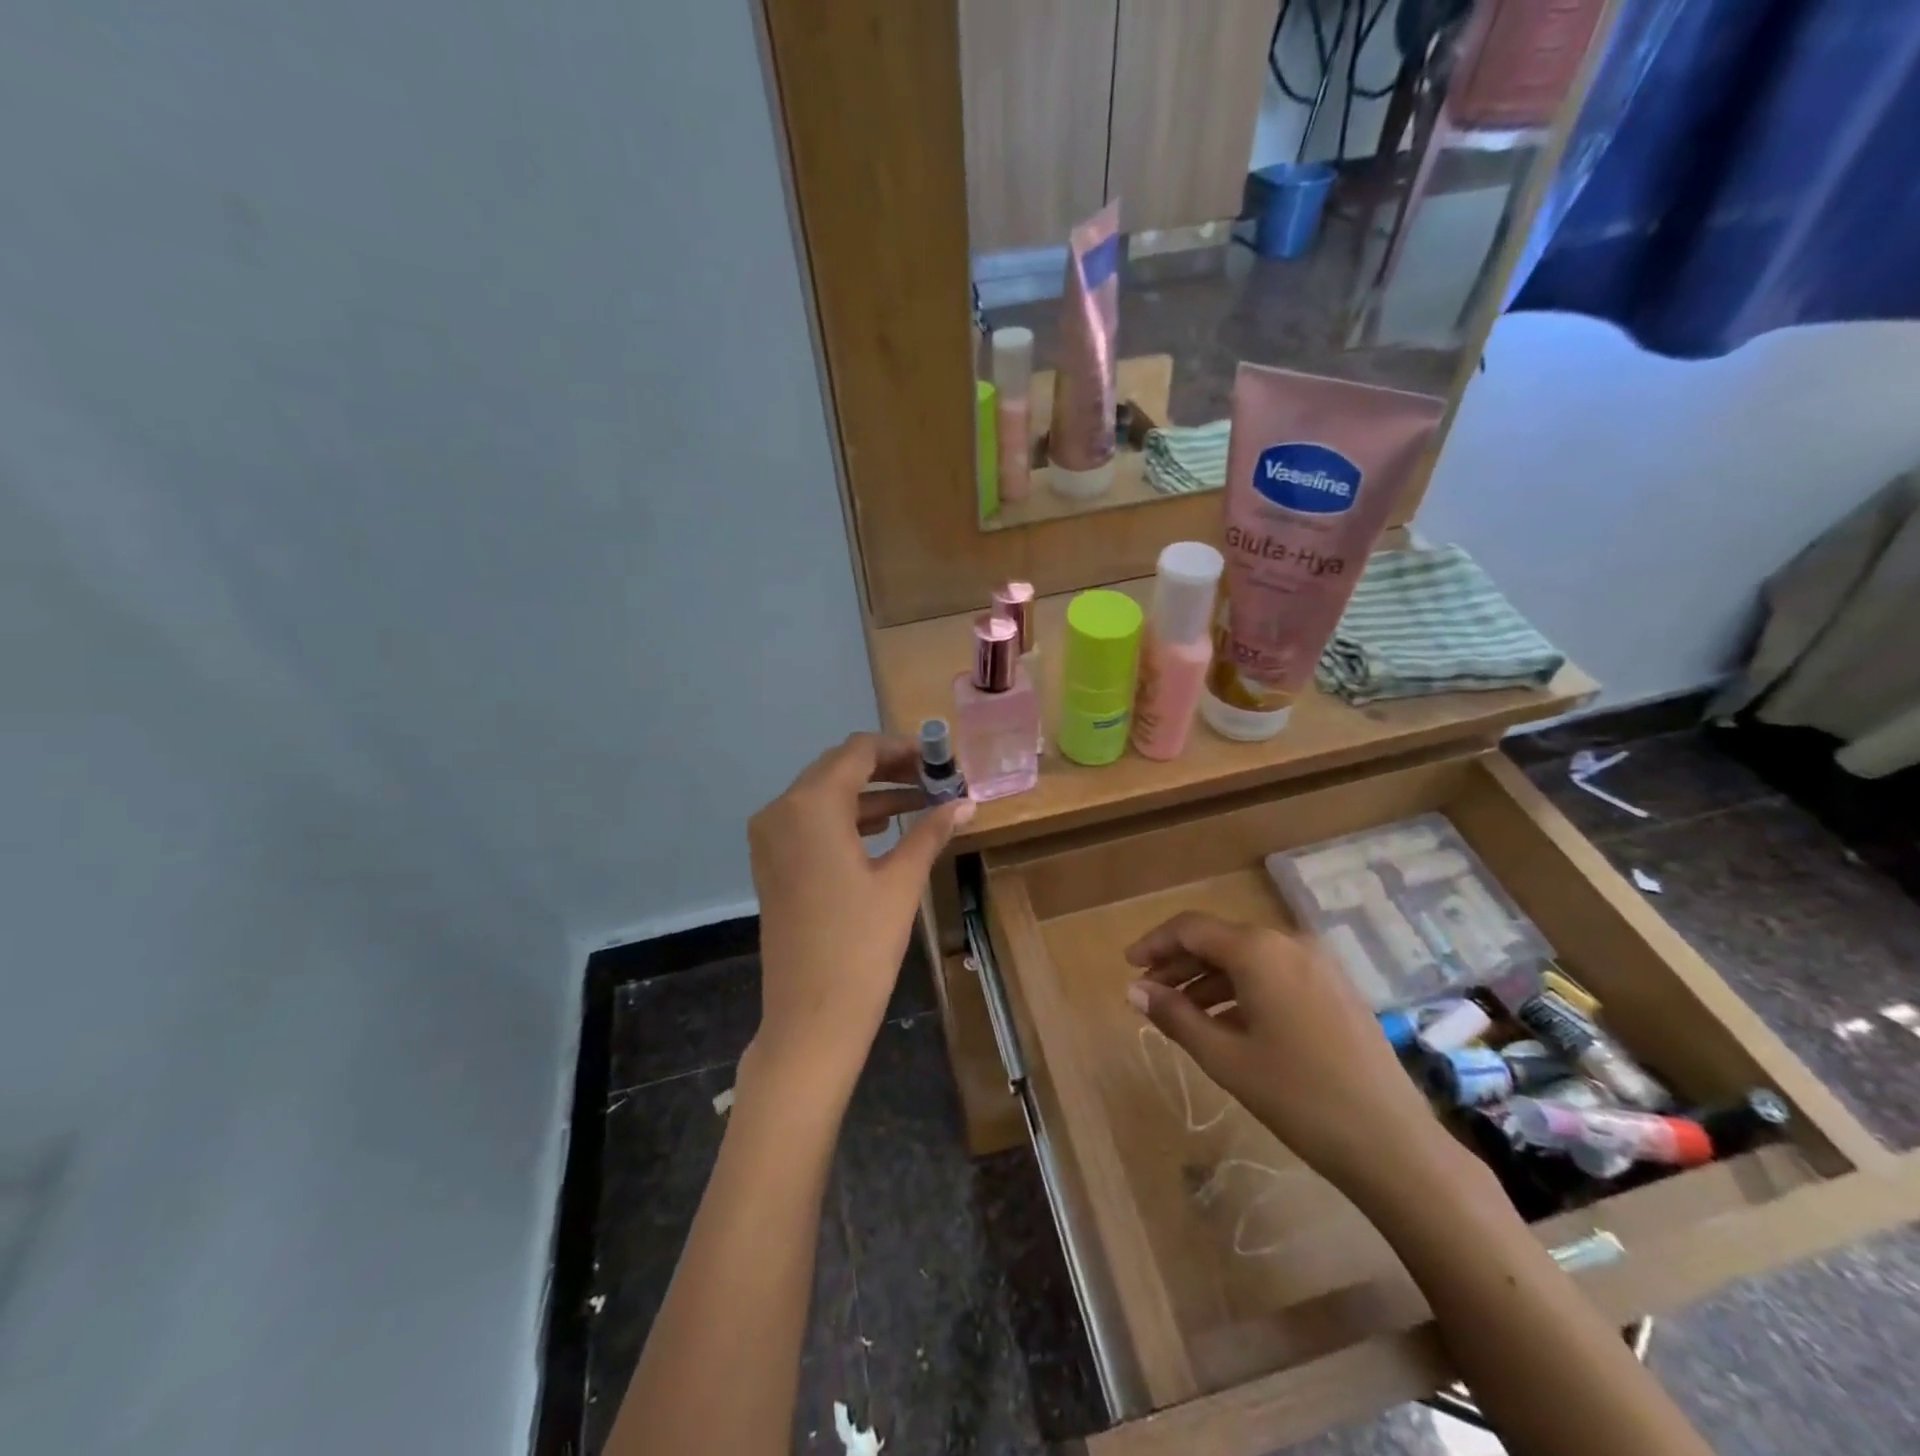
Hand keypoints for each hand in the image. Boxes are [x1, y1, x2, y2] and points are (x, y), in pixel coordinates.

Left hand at [747, 733, 973, 1095]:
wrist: (811, 1016)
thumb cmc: (860, 945)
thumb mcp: (901, 882)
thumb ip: (931, 832)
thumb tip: (967, 803)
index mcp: (811, 806)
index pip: (858, 752)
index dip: (901, 748)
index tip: (938, 757)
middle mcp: (781, 810)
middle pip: (838, 768)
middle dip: (888, 768)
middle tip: (934, 777)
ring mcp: (770, 838)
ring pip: (824, 795)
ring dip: (870, 793)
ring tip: (921, 801)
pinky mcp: (772, 863)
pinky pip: (811, 822)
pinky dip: (848, 818)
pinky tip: (886, 828)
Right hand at [1125, 912, 1445, 1190]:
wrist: (1393, 1144)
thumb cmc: (1298, 1097)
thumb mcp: (1224, 1057)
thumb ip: (1175, 1015)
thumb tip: (1134, 989)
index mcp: (1259, 950)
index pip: (1191, 929)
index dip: (1155, 943)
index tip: (1128, 966)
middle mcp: (1289, 942)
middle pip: (1220, 940)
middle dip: (1180, 964)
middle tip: (1148, 994)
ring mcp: (1318, 964)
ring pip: (1248, 958)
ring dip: (1209, 980)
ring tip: (1181, 1014)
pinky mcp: (1336, 988)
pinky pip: (1275, 974)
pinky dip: (1242, 990)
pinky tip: (1227, 1023)